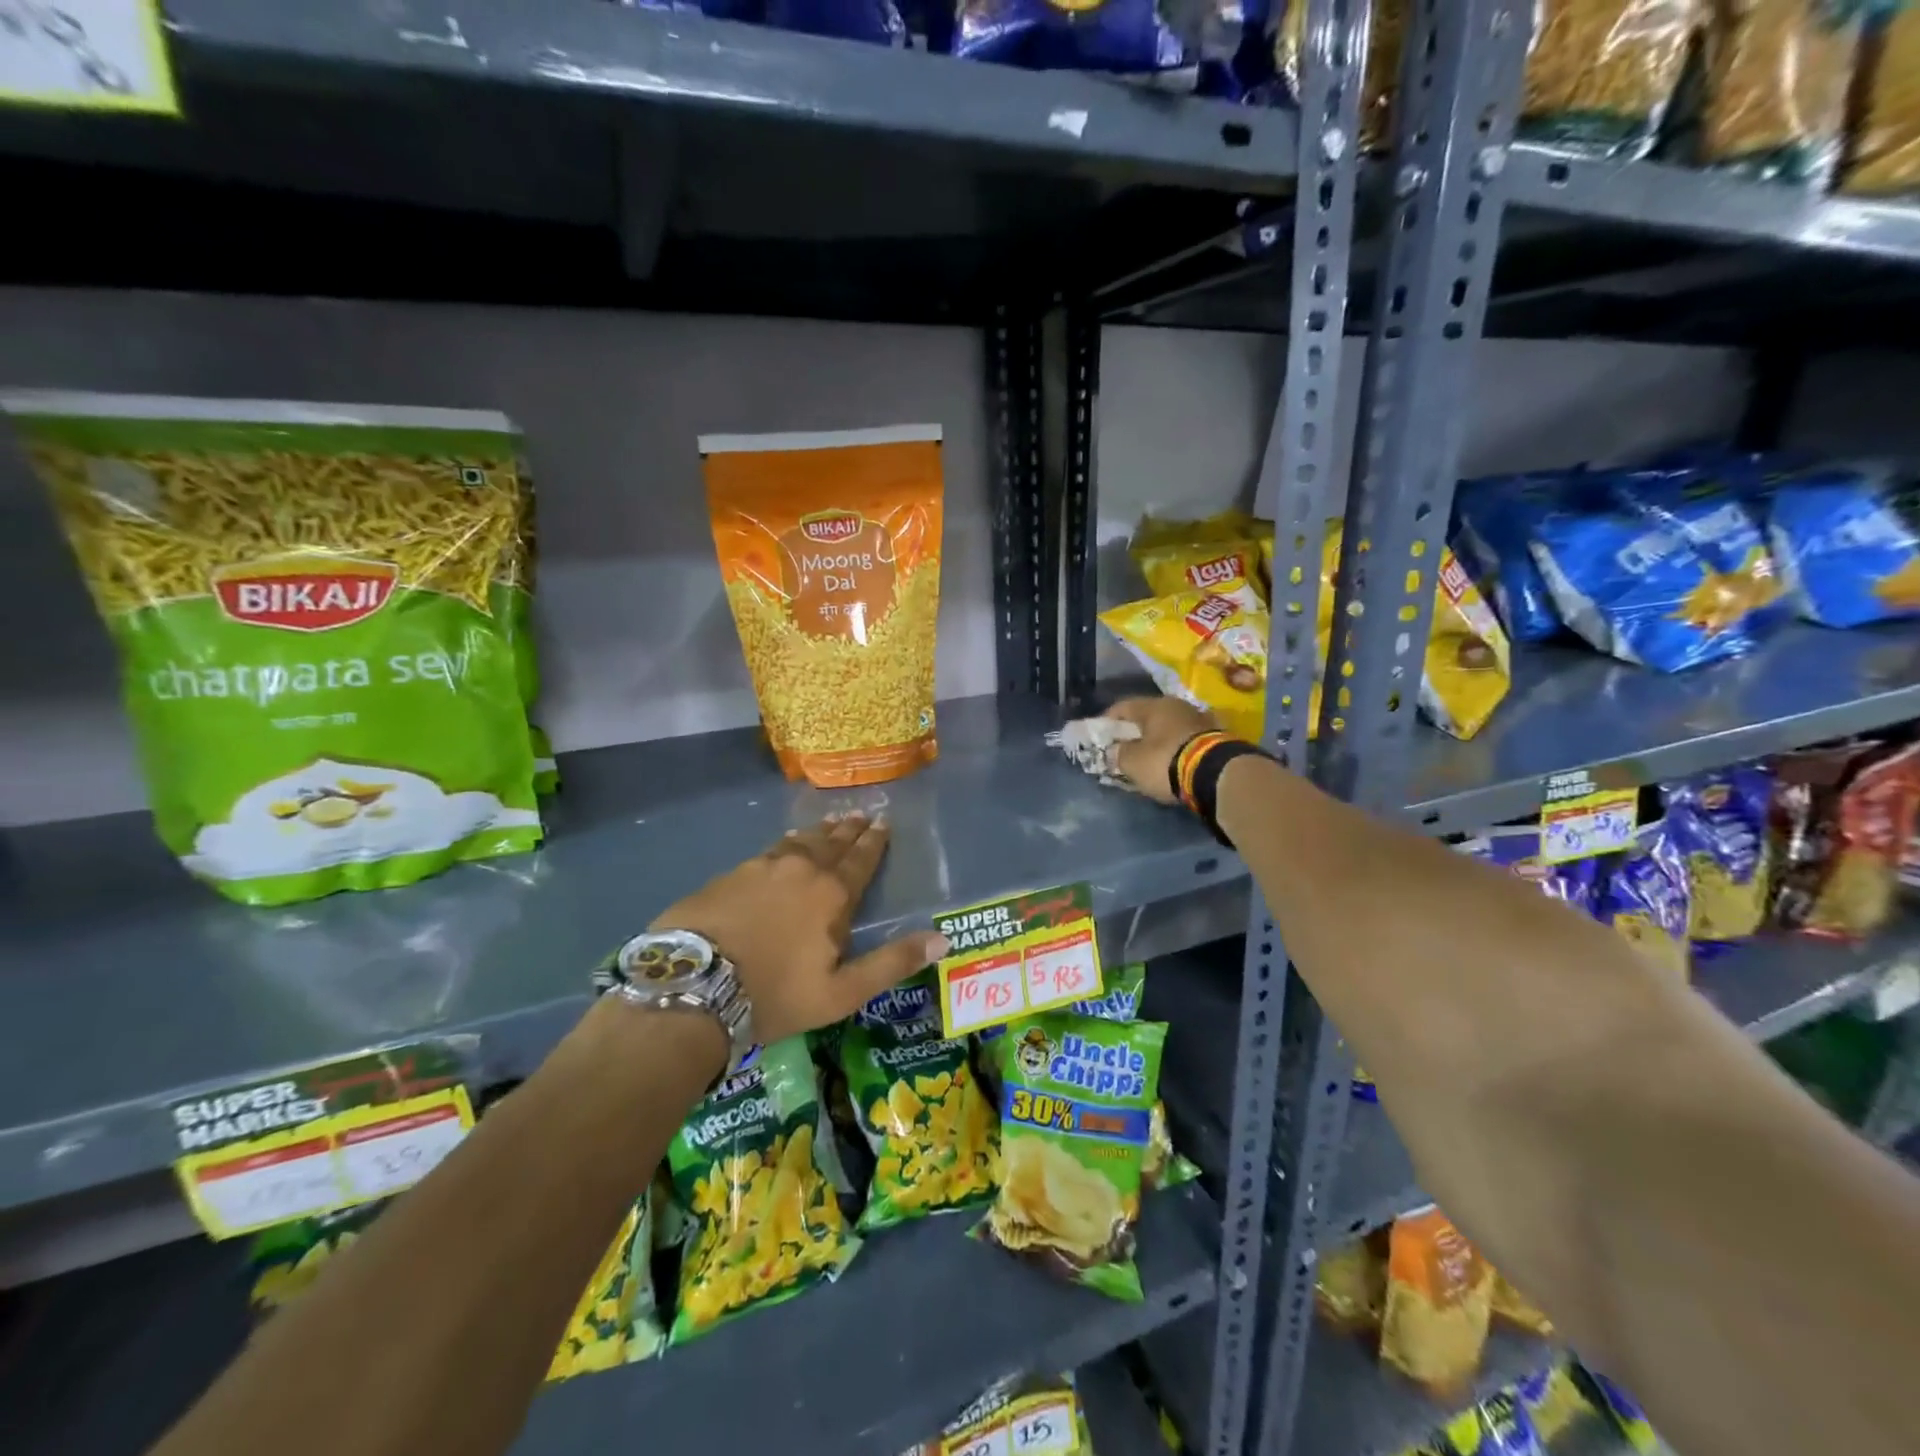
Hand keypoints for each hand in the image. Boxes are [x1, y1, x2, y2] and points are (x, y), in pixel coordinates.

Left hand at [651, 813, 948, 1044]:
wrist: (694, 987)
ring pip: (799, 842)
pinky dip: (785, 844)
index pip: (861, 859)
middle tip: (861, 814)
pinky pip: (768, 851)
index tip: (883, 823)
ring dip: (818, 832)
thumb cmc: (775, 994)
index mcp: (832, 894)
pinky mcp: (729, 875)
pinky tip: (784, 843)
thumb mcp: (842, 992)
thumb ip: (892, 963)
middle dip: (850, 829)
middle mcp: (801, 869)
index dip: (874, 842)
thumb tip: (942, 939)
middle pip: (831, 843)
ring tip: (829, 823)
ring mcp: (761, 867)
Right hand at [1105, 696, 1218, 804]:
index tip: (1099, 734)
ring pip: (1170, 728)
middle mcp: (1178, 706)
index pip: (1123, 706)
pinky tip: (1172, 762)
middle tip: (1124, 748)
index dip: (1108, 720)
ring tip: (1149, 757)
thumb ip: (1119, 753)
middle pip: (1149, 716)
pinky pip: (1187, 740)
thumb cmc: (1165, 761)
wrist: (1217, 774)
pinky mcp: (1217, 737)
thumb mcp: (1132, 762)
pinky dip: (1176, 749)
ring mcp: (1200, 720)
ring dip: (1158, 740)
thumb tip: (1115, 750)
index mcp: (1154, 705)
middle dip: (1135, 732)